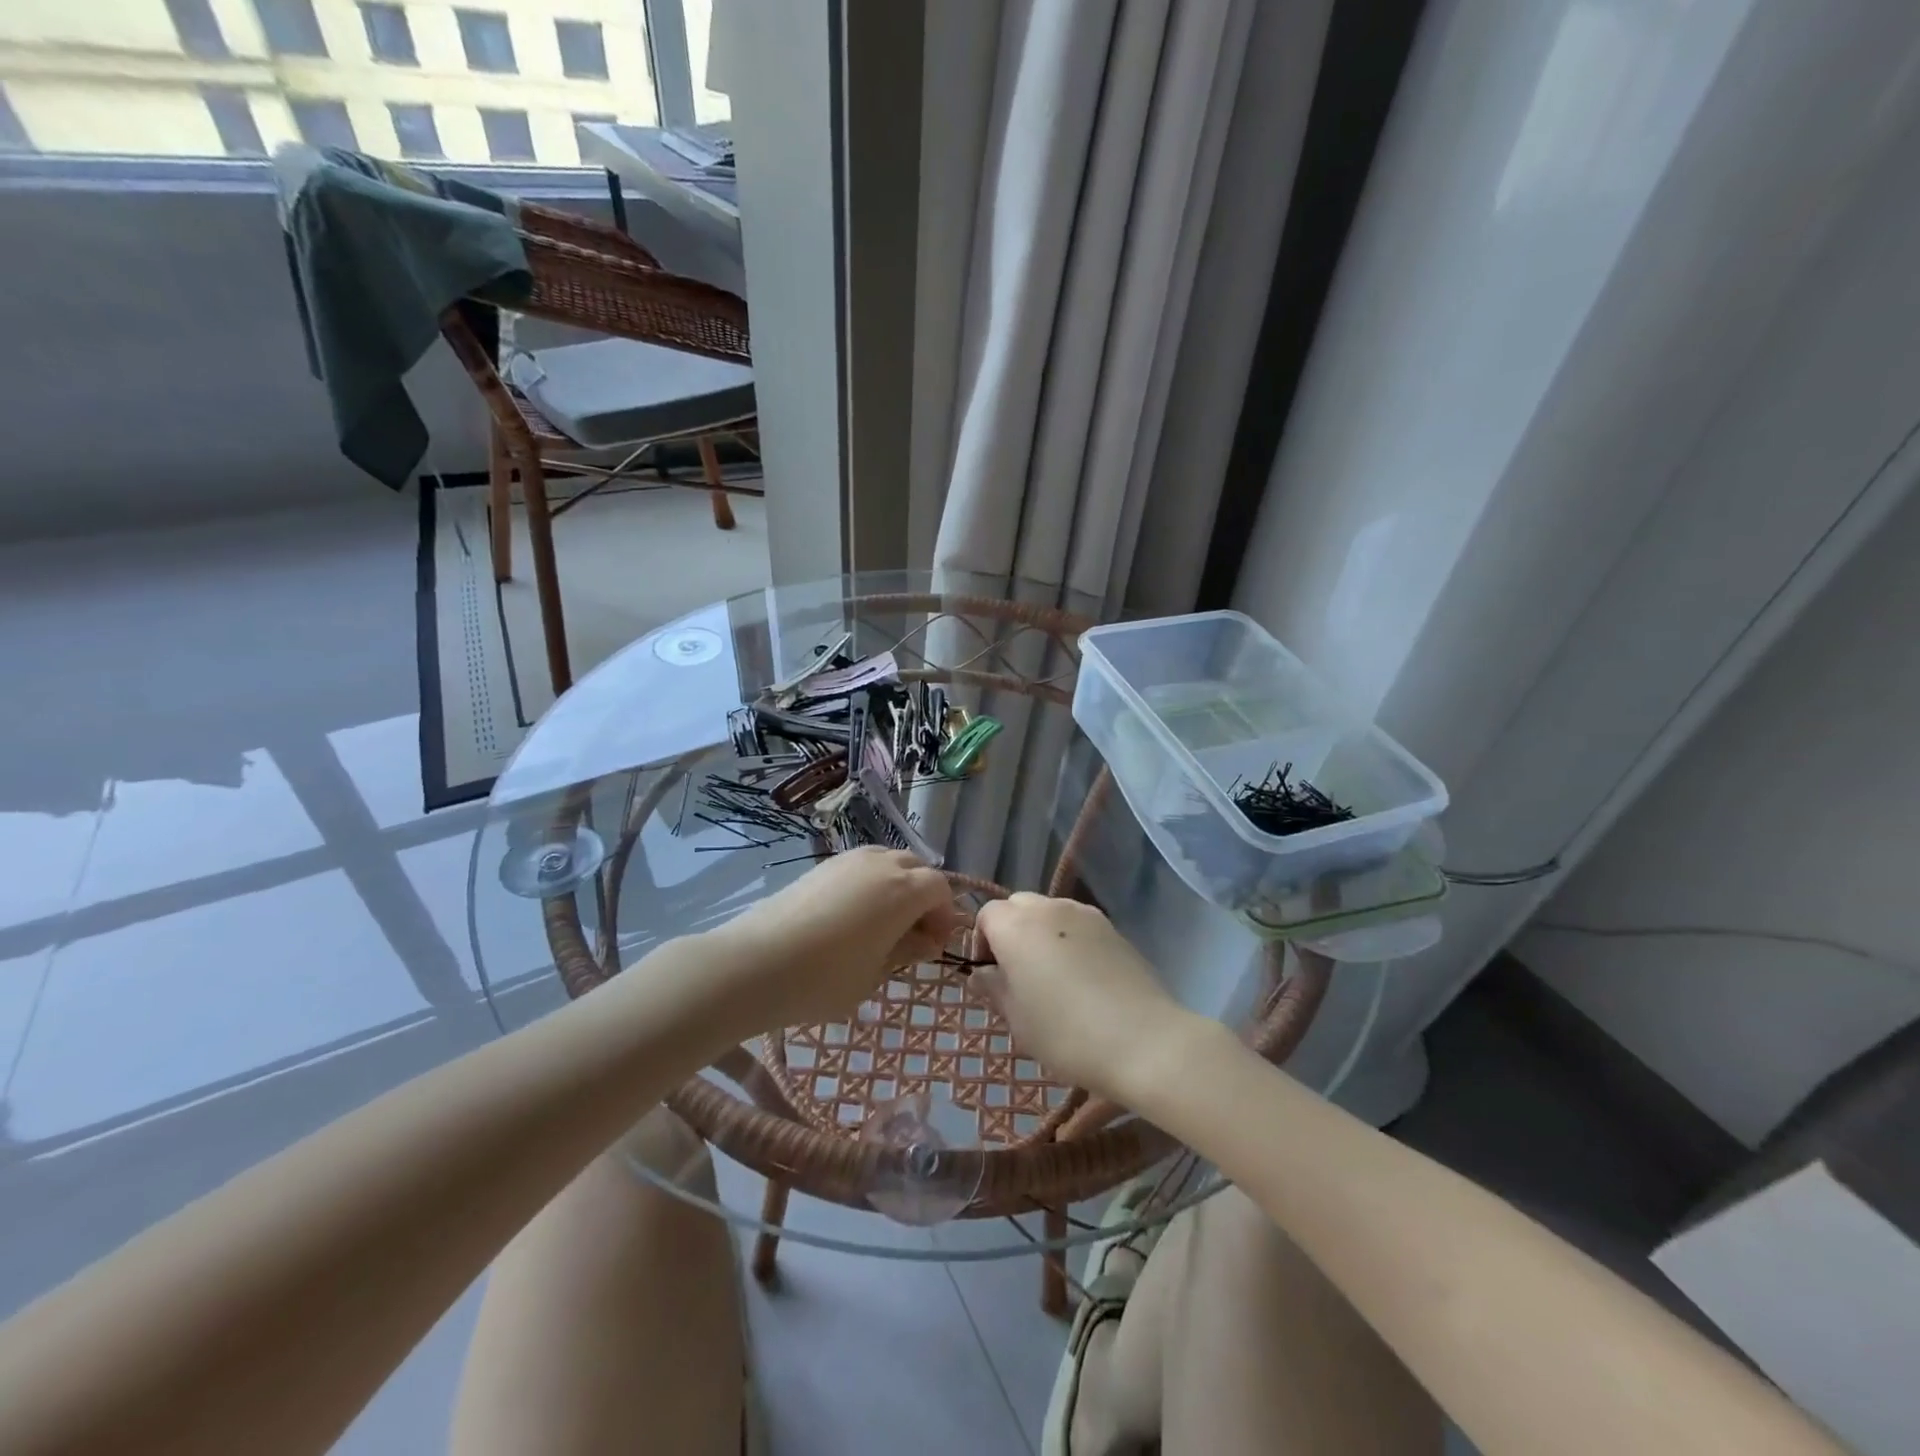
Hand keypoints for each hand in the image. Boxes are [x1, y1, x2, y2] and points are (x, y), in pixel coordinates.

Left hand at [696, 848, 956, 1038]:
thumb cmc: (824, 978)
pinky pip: (860, 866)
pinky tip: (852, 916)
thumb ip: (907, 951)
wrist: (755, 963)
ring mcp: (847, 861)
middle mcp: (880, 864)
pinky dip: (870, 884)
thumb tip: (926, 940)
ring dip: (896, 886)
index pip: (940, 888)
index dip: (944, 916)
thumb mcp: (875, 973)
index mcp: (903, 890)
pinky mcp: (821, 867)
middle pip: (916, 867)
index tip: (932, 947)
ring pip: (887, 861)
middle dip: (923, 896)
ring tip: (882, 923)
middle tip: (912, 933)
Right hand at [971, 893, 1200, 1104]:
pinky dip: (1070, 939)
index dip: (981, 941)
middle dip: (1010, 931)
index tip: (991, 976)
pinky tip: (1082, 977)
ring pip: (1050, 911)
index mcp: (1017, 926)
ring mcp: (1085, 914)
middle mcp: (1049, 908)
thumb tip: (982, 973)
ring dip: (1041, 933)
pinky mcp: (1113, 928)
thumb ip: (994, 988)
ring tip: (1051, 975)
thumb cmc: (1066, 1033)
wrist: (1142, 1040)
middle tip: (1017, 974)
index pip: (987, 915)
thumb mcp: (1017, 1020)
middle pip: (1018, 905)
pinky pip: (1078, 924)